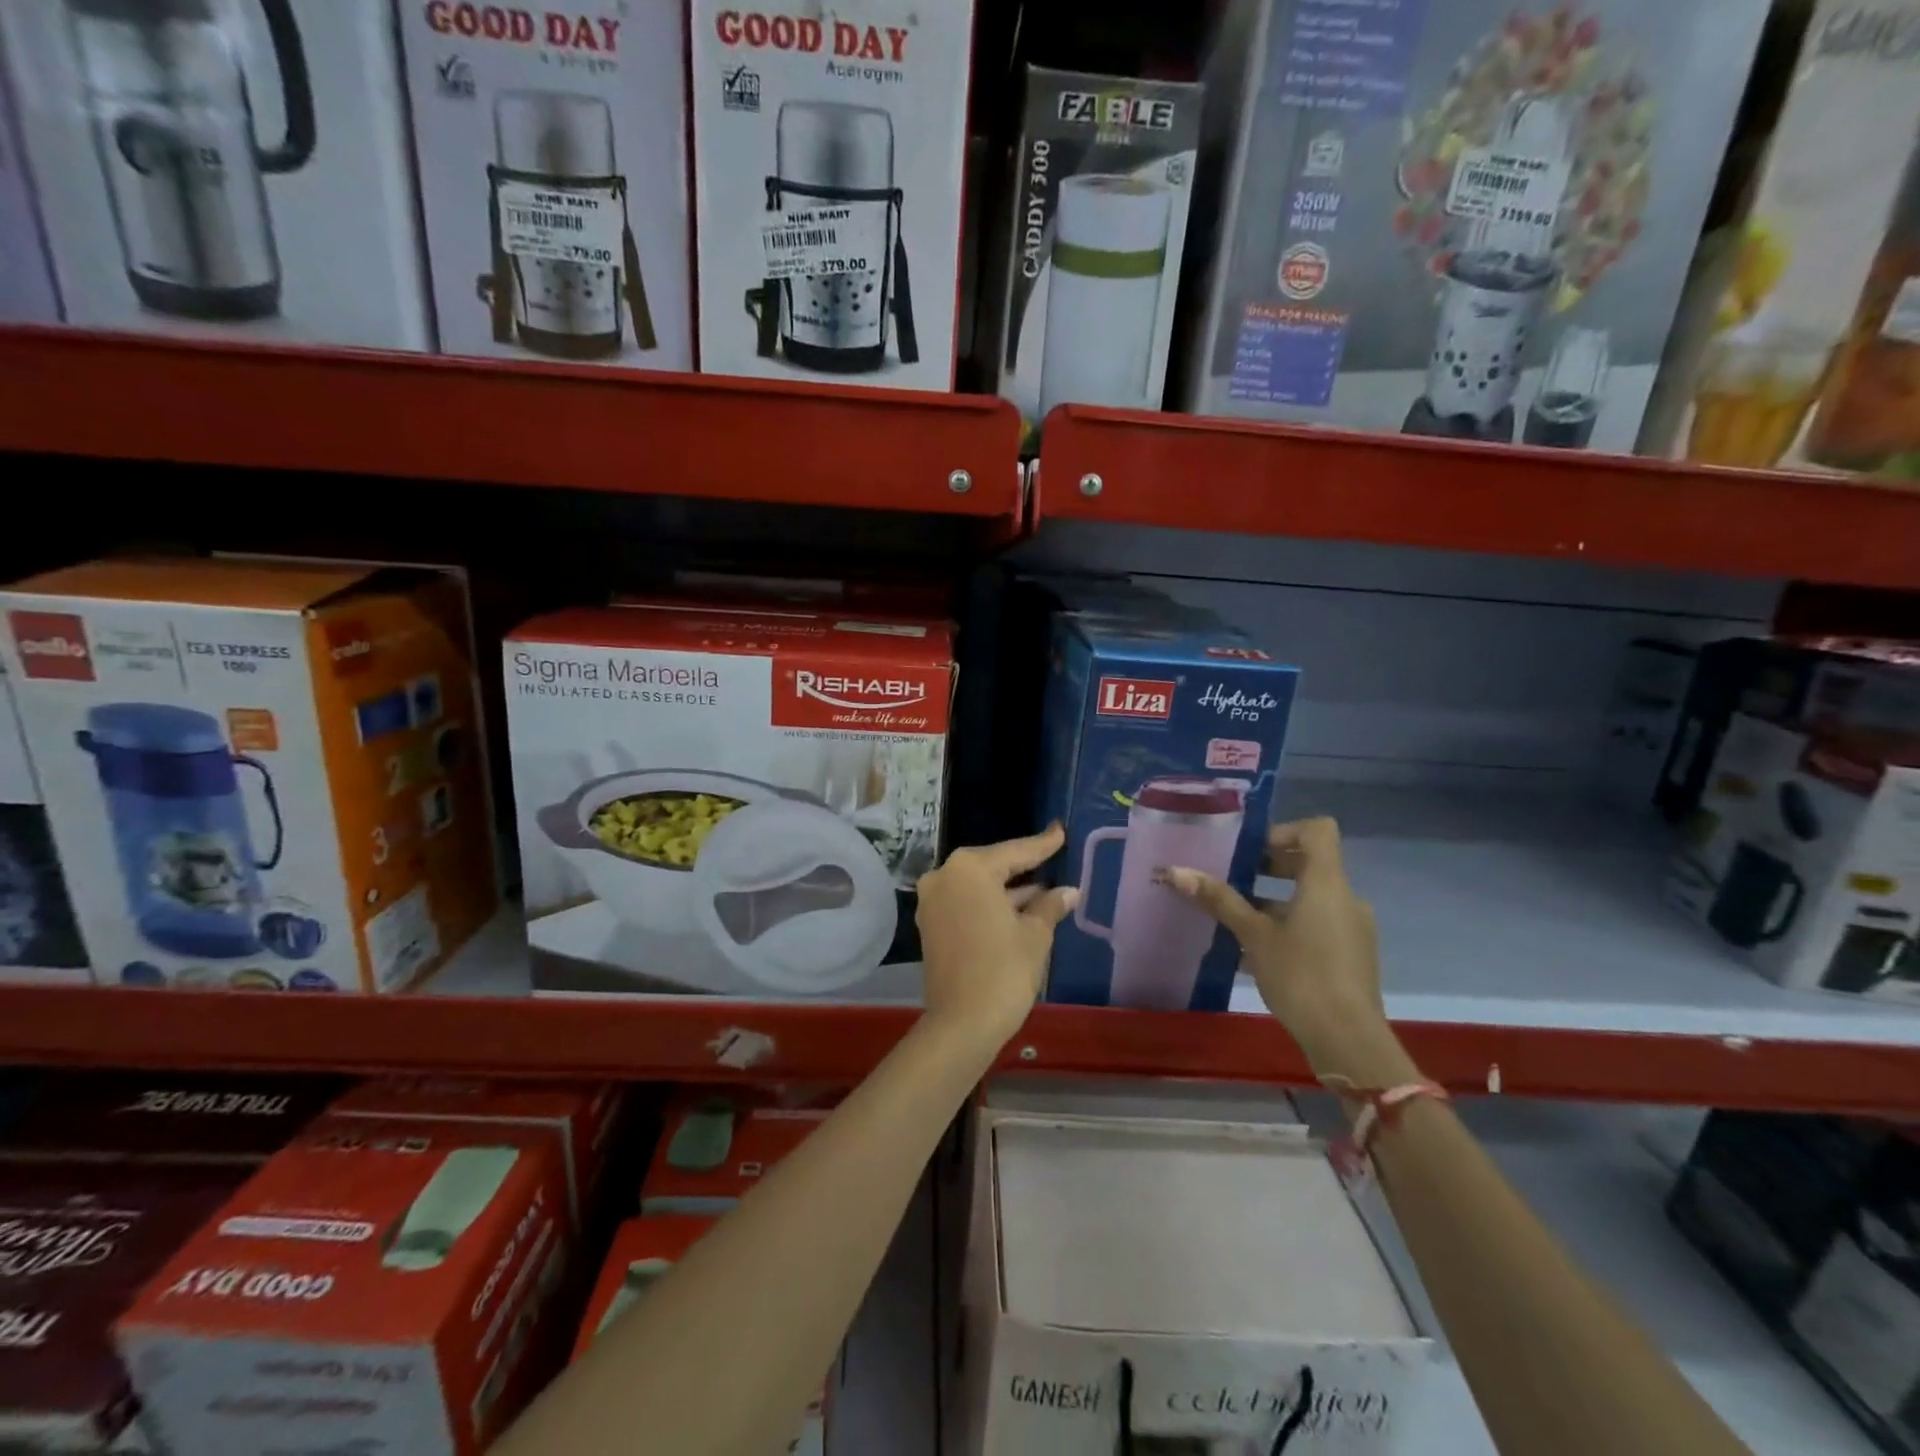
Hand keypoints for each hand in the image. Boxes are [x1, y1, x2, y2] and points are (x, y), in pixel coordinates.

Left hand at [916, 825, 1078, 1046]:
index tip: (1059, 831)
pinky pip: (966, 903)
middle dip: (1023, 868)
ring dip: (1008, 890)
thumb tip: (1069, 892)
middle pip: (992, 866)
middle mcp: (944, 876)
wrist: (962, 1023)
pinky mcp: (931, 924)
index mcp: (969, 869)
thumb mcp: (1035, 934)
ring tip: (1044, 889)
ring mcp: (933, 901)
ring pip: (978, 886)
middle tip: (1052, 858)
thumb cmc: (1004, 970)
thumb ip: (1050, 905)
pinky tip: (1019, 909)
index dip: (1042, 845)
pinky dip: (989, 904)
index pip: (1015, 852)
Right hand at [1167, 818, 1409, 1083]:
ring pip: (1309, 899)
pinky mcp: (1349, 956)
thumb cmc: (1302, 976)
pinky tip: (1252, 952)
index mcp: (1327, 883)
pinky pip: (1315, 926)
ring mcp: (1351, 929)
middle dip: (1268, 868)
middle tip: (1230, 878)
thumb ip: (1219, 900)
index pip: (1317, 830)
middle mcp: (1345, 898)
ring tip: (1232, 917)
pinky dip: (1286, 927)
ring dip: (1272, 902)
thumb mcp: (1254, 935)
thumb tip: (1175, 870)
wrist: (1349, 1042)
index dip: (1282, 831)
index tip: (1248, 852)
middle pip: (1309, 863)